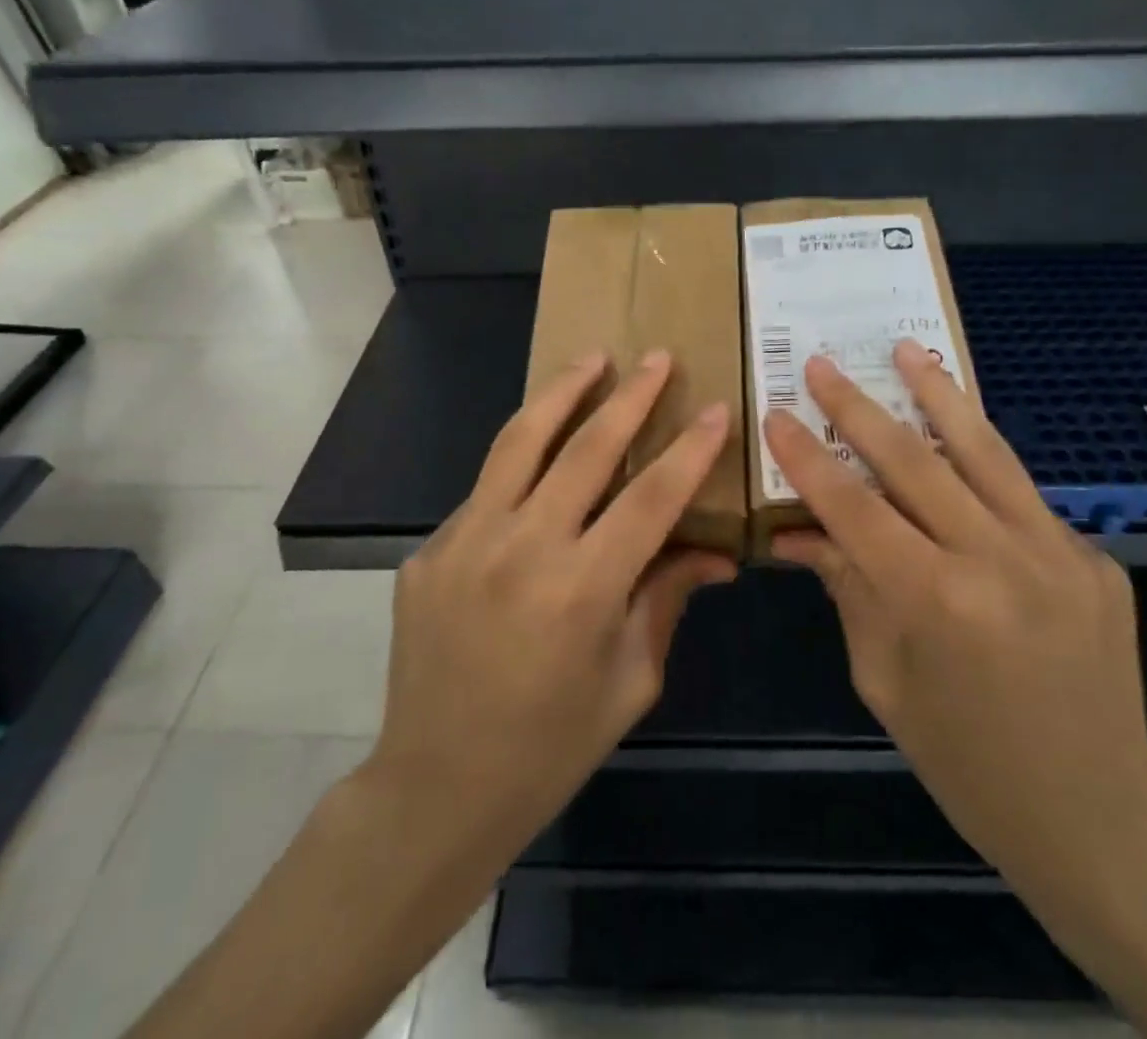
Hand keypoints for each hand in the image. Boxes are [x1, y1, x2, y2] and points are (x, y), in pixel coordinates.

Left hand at [367, 348, 736, 858]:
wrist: (435, 787)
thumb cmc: (549, 747)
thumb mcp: (629, 681)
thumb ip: (667, 599)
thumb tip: (717, 553)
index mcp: (580, 591)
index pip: (650, 499)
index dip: (689, 451)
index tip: (716, 409)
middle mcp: (520, 550)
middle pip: (585, 450)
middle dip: (630, 397)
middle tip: (657, 358)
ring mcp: (464, 543)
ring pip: (519, 442)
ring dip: (562, 393)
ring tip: (592, 358)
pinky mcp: (430, 549)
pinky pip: (487, 489)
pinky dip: (521, 460)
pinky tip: (542, 452)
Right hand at [763, 341, 1146, 903]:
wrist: (1098, 817)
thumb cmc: (966, 762)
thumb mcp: (884, 679)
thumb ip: (848, 589)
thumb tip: (798, 533)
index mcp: (937, 603)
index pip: (854, 508)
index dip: (808, 459)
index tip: (776, 413)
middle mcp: (1000, 561)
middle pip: (914, 461)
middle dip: (858, 407)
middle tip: (823, 363)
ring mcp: (1058, 553)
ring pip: (984, 452)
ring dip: (939, 396)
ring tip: (908, 349)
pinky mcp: (1093, 557)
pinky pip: (1021, 495)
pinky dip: (981, 458)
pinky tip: (958, 433)